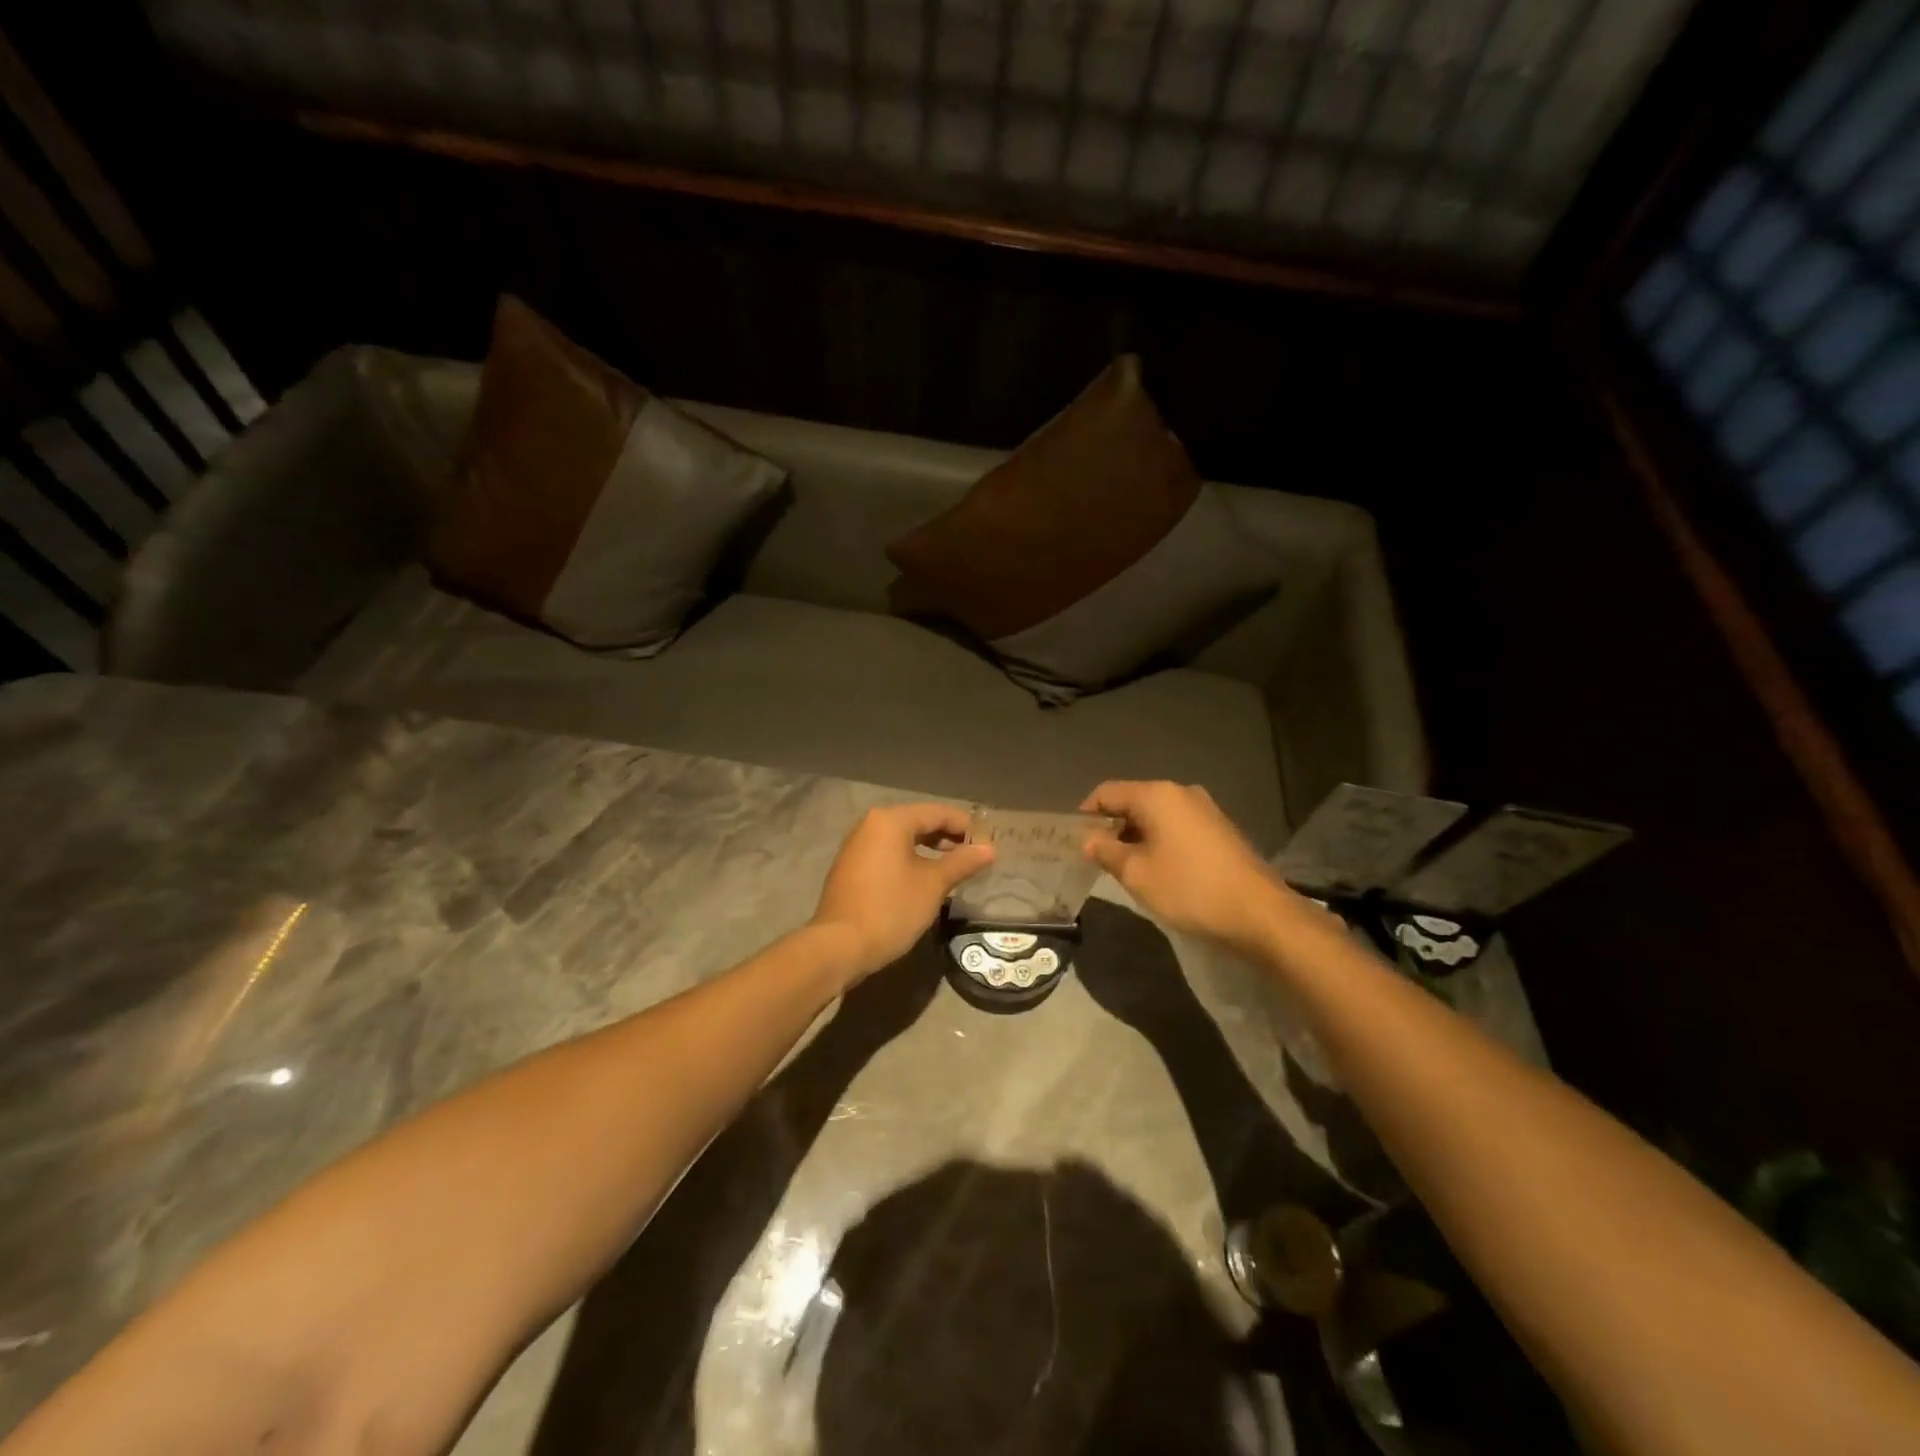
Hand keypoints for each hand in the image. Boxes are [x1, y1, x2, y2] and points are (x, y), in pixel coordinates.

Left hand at [810, 804, 994, 986]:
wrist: (839, 946)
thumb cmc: (891, 908)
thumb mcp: (933, 885)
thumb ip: (962, 862)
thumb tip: (989, 849)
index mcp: (891, 820)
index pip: (937, 813)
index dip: (966, 826)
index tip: (988, 843)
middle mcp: (871, 825)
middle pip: (918, 822)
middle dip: (948, 837)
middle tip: (974, 856)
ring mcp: (857, 846)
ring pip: (902, 839)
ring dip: (930, 849)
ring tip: (954, 868)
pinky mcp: (851, 868)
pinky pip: (888, 854)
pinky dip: (910, 860)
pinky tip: (925, 879)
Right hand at [1080, 781, 1297, 951]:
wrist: (1258, 914)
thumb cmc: (1189, 888)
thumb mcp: (1136, 873)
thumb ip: (1106, 851)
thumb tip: (1089, 839)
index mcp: (1157, 795)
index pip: (1107, 792)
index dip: (1085, 813)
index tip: (1074, 841)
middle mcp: (1181, 793)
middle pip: (1133, 801)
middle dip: (1111, 827)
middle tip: (1097, 859)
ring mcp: (1204, 810)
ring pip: (1156, 816)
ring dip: (1135, 837)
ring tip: (1125, 869)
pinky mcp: (1219, 830)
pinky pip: (1177, 827)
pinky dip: (1159, 842)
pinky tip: (1158, 871)